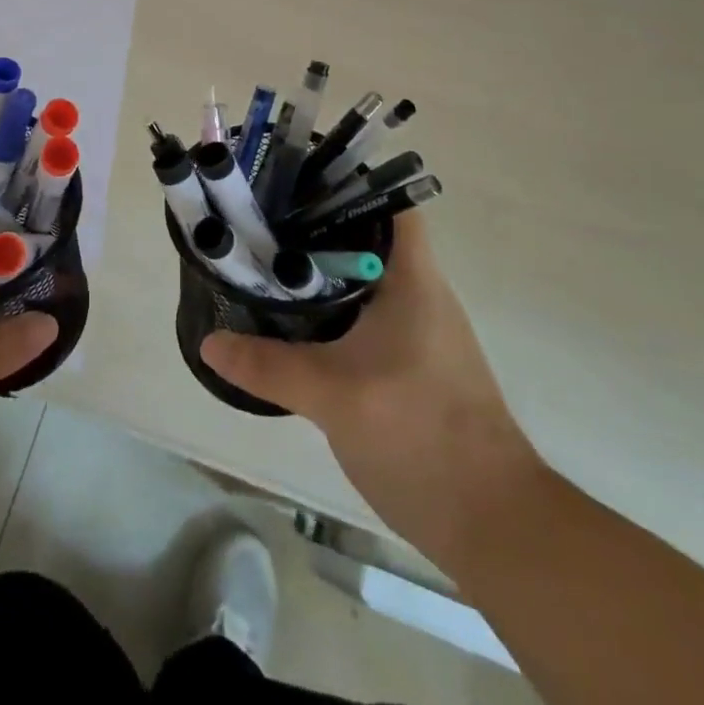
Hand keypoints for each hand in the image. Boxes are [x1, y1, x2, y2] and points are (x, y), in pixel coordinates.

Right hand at [200, 211, 542, 572]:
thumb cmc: (422, 436)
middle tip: (262, 219)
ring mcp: (417, 330)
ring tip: (265, 259)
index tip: (294, 179)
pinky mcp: (410, 362)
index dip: (345, 182)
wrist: (494, 525)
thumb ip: (268, 365)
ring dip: (320, 266)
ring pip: (362, 276)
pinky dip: (330, 304)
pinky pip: (364, 312)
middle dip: (316, 222)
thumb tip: (209, 340)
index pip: (388, 203)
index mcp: (413, 279)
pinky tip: (293, 319)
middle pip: (366, 234)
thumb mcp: (334, 395)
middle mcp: (419, 293)